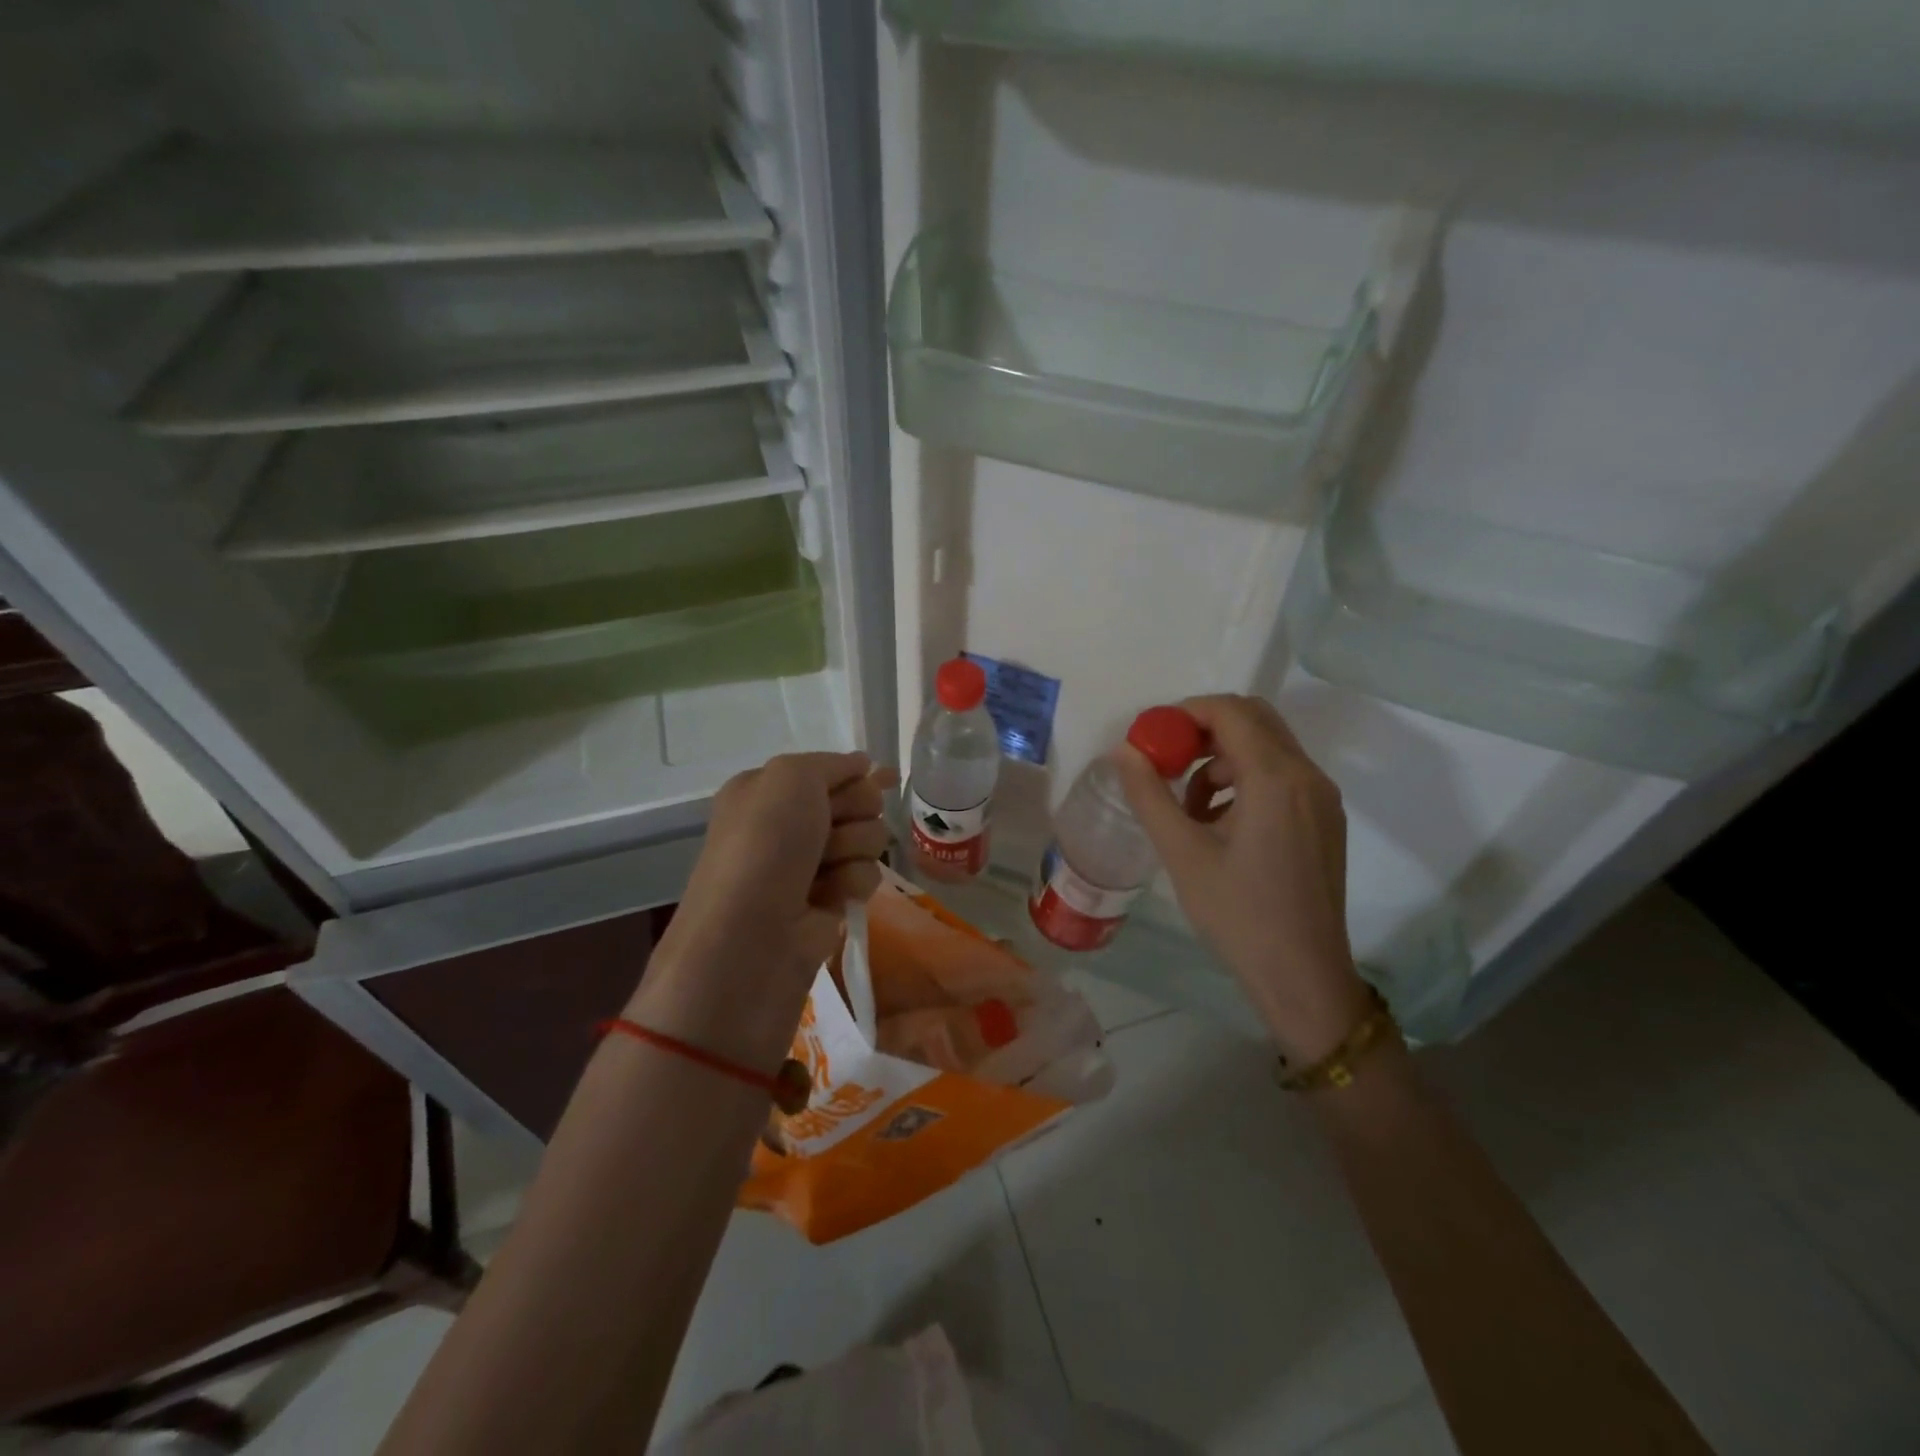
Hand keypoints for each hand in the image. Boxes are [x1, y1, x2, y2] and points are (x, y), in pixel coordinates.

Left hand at [633, 752, 895, 1067]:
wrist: (751, 937)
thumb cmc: (764, 846)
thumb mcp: (790, 778)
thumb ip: (830, 763)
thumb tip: (862, 764)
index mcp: (768, 790)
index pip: (830, 770)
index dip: (857, 774)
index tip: (885, 776)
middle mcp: (788, 824)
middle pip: (857, 800)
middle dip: (855, 810)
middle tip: (832, 827)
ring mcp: (810, 864)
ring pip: (868, 837)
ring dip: (854, 847)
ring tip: (825, 869)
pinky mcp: (830, 900)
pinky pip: (866, 875)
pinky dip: (853, 881)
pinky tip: (832, 897)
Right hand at [1116, 695, 1369, 1062]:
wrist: (1303, 975)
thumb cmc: (1238, 914)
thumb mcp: (1182, 853)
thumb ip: (1149, 794)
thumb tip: (1122, 750)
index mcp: (1276, 779)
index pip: (1230, 711)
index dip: (1185, 713)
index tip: (1151, 737)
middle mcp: (1308, 776)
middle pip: (1254, 719)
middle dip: (1204, 729)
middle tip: (1166, 759)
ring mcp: (1322, 798)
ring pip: (1267, 748)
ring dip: (1223, 758)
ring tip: (1188, 806)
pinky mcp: (1325, 819)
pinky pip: (1281, 776)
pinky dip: (1245, 780)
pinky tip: (1218, 824)